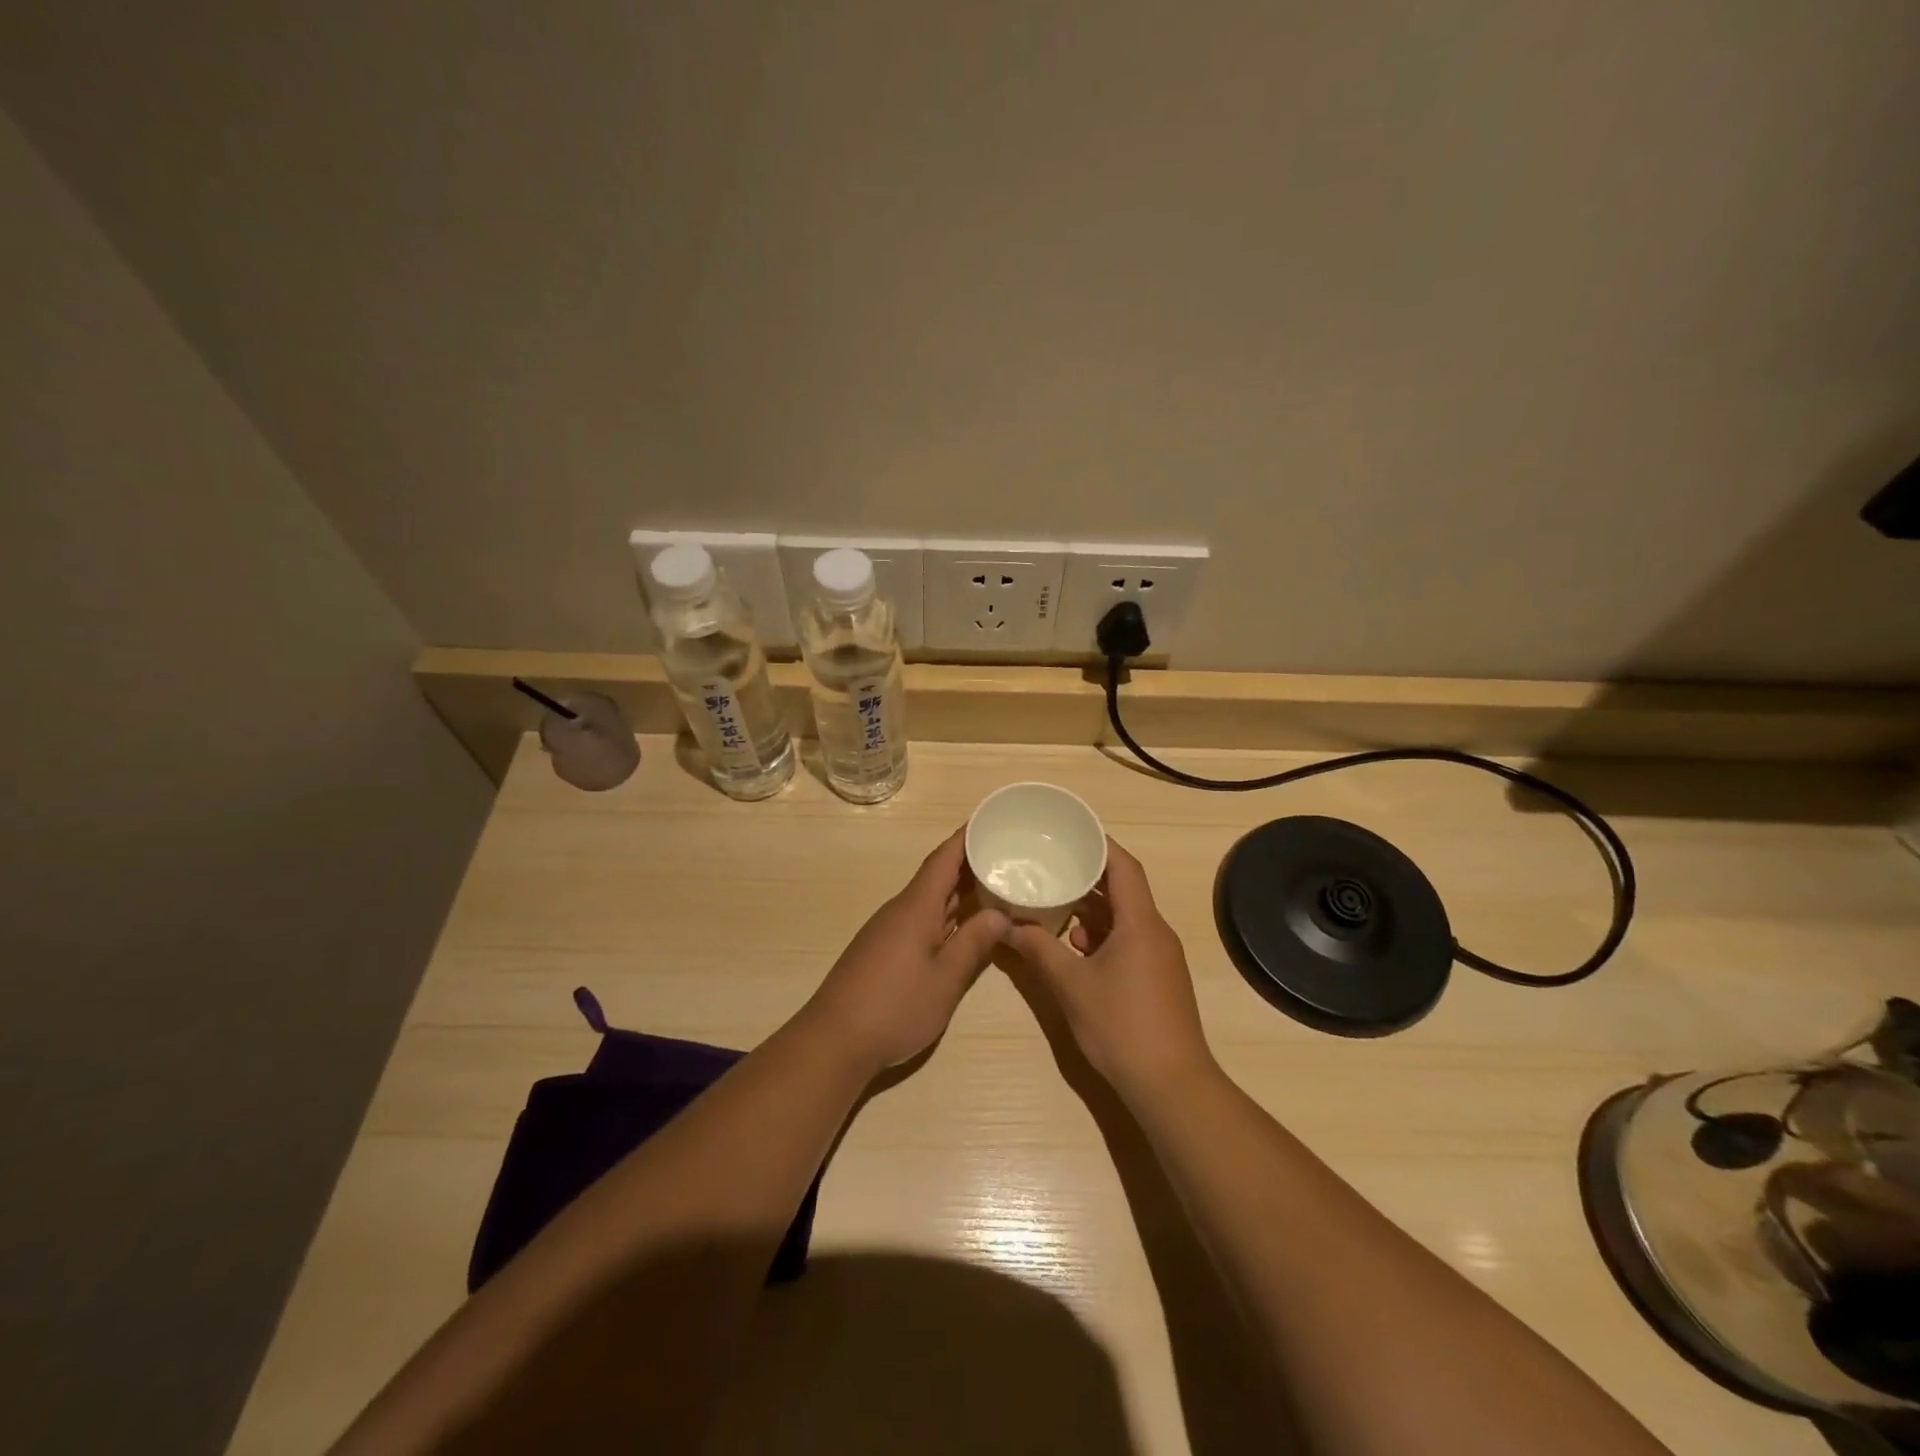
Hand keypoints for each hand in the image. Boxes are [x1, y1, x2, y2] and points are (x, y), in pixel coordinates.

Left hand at [801, 829, 1007, 1078]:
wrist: (834, 1040)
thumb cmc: (894, 1006)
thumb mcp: (945, 979)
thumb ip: (974, 944)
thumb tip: (1001, 914)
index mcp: (916, 906)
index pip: (944, 858)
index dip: (966, 837)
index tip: (992, 820)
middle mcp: (901, 909)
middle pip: (938, 875)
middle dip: (970, 863)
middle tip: (1009, 855)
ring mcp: (889, 930)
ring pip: (930, 898)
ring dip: (959, 891)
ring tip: (995, 886)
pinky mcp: (884, 950)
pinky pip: (921, 918)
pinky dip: (946, 913)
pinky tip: (963, 926)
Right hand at [1008, 839, 1215, 1103]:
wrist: (1171, 1085)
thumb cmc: (1121, 1026)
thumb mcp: (1071, 986)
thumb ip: (1039, 950)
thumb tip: (1010, 926)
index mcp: (1141, 923)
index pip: (1124, 867)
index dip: (1099, 845)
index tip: (1070, 833)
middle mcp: (1155, 932)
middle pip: (1125, 890)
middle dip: (1089, 877)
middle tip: (1053, 865)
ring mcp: (1160, 957)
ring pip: (1126, 918)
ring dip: (1094, 910)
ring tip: (1057, 904)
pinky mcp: (1158, 979)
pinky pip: (1130, 941)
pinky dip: (1103, 936)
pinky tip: (1075, 948)